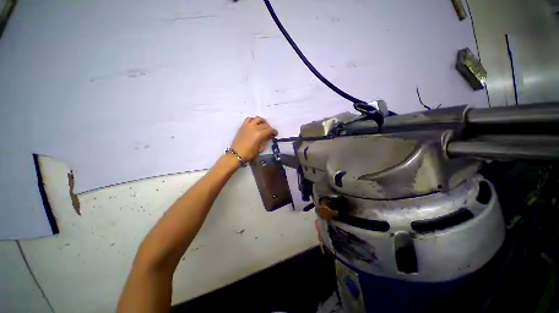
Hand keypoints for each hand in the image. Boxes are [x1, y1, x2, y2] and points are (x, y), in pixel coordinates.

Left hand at [230, 117, 277, 160]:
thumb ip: (265, 141)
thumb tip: (269, 136)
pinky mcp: (243, 126)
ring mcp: (248, 125)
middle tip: (270, 132)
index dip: (274, 131)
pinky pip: (249, 119)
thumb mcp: (260, 148)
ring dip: (263, 122)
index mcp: (259, 134)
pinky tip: (255, 124)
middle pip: (265, 124)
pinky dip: (254, 120)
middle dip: (269, 128)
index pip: (270, 130)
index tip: (275, 134)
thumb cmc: (249, 154)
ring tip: (264, 126)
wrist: (236, 154)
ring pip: (258, 119)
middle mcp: (254, 128)